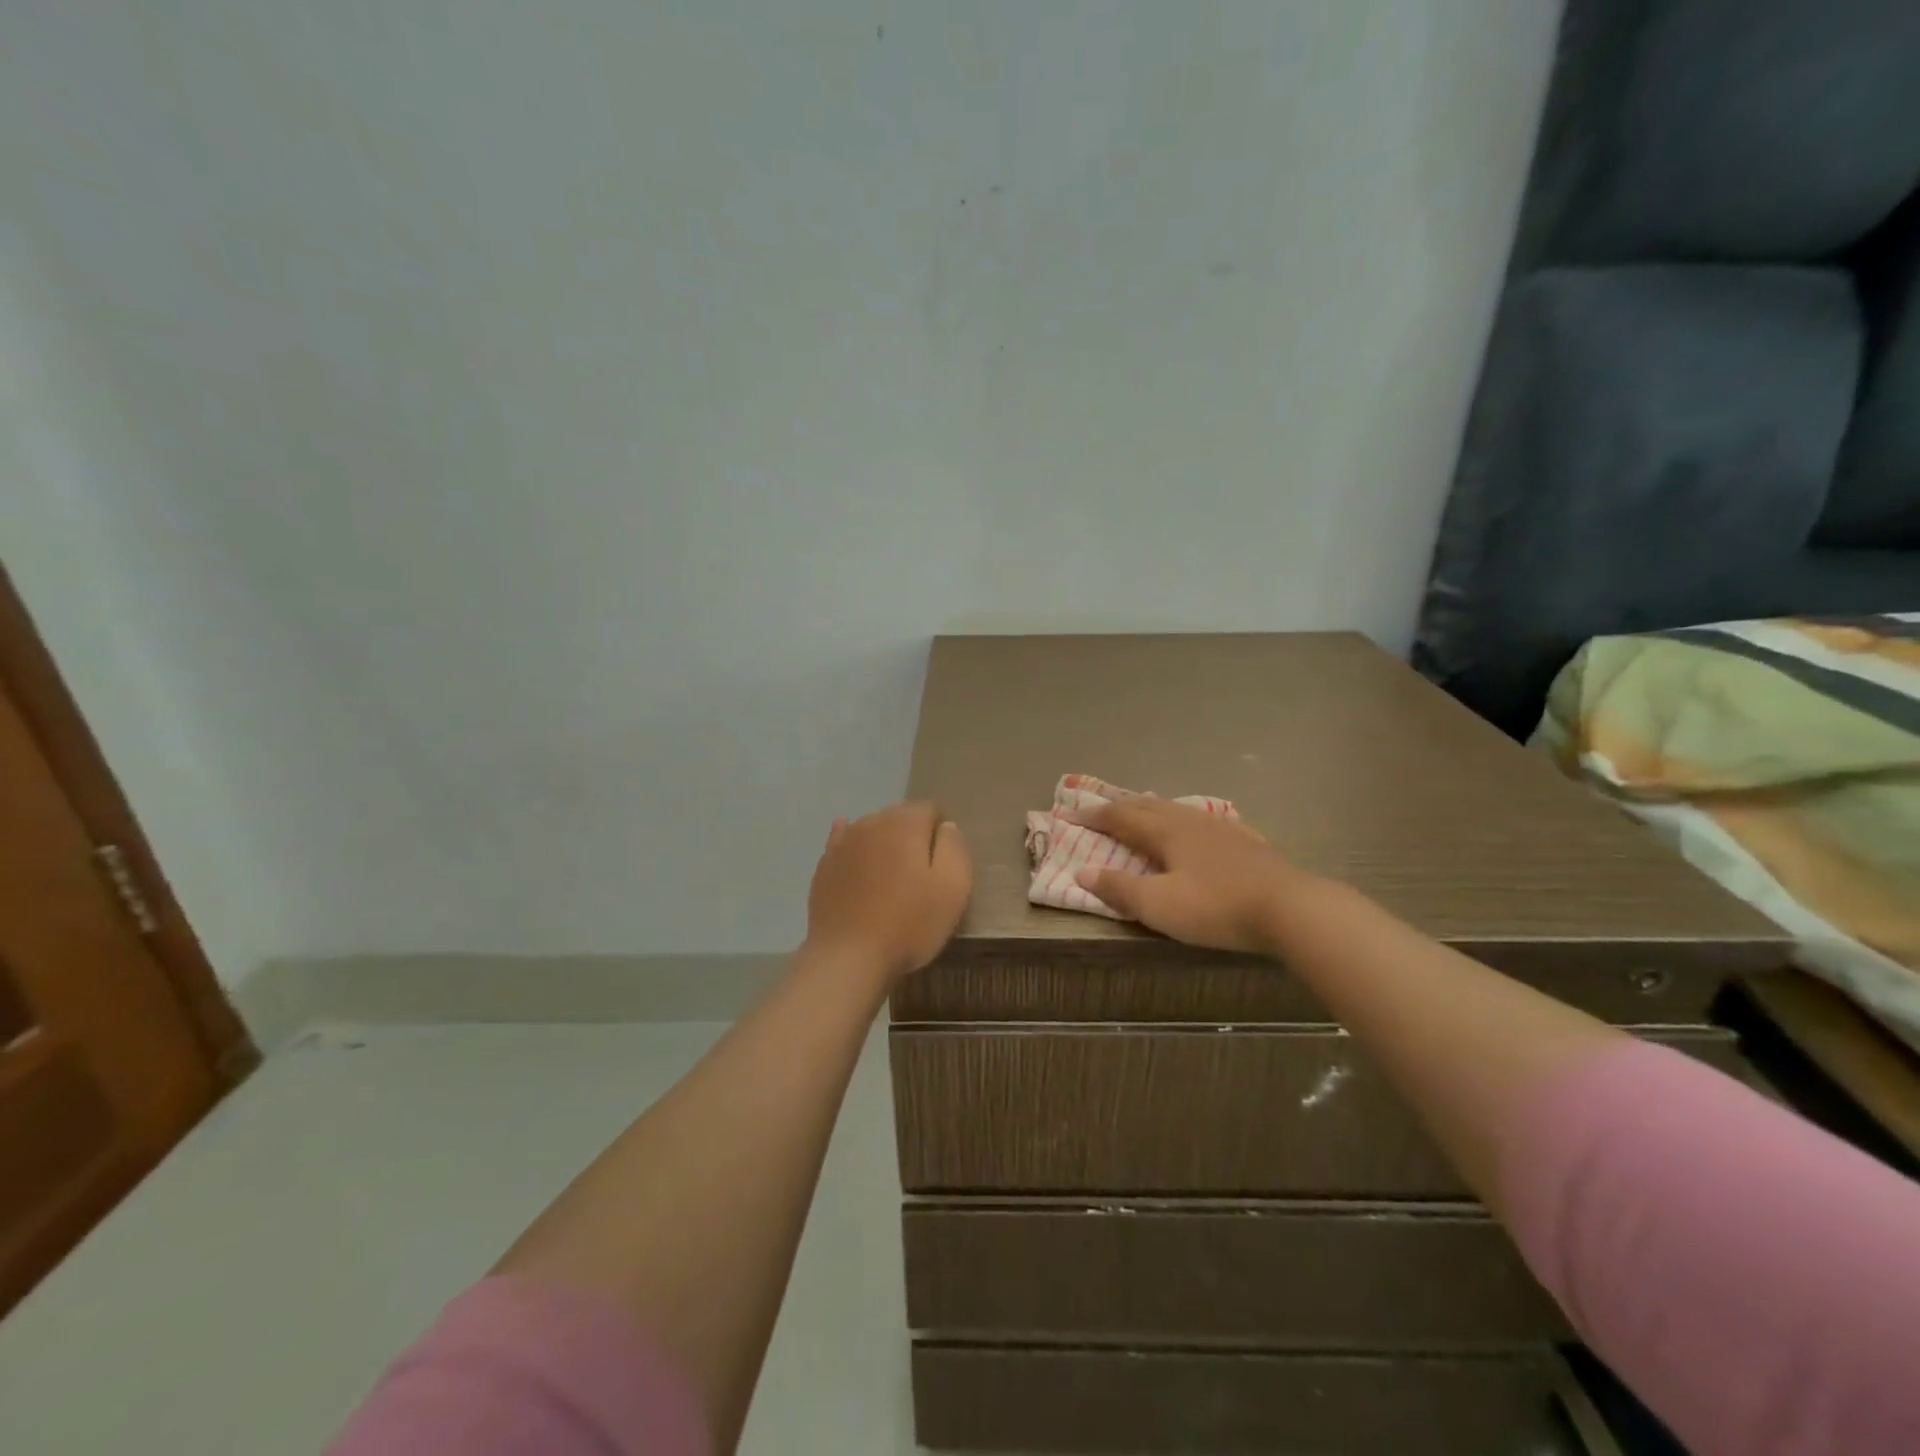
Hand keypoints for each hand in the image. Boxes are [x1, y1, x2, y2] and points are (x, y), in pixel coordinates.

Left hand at [804, 801, 971, 983]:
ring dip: (884, 845)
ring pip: (871, 830)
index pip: (930, 809)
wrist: (848, 959)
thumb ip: (954, 848)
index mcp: (905, 823)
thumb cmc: (909, 924)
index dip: (940, 834)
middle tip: (920, 874)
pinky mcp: (824, 866)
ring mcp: (842, 843)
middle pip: (899, 817)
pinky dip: (854, 849)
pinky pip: (843, 845)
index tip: (943, 864)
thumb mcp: (953, 888)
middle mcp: (871, 822)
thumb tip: (946, 826)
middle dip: (912, 836)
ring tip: (891, 878)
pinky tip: (855, 856)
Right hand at [1066, 797, 1307, 954]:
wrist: (1289, 908)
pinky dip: (1187, 820)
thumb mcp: (1158, 905)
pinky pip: (1206, 821)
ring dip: (1152, 808)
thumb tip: (1081, 871)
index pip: (1120, 817)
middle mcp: (1189, 821)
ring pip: (1178, 809)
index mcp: (1164, 832)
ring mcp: (1221, 828)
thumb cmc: (1215, 907)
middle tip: (1100, 808)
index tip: (1069, 815)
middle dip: (1120, 806)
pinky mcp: (1246, 841)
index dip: (1093, 816)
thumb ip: (1119, 888)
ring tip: (1142, 809)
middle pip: (1148, 806)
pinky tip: (1199, 825)